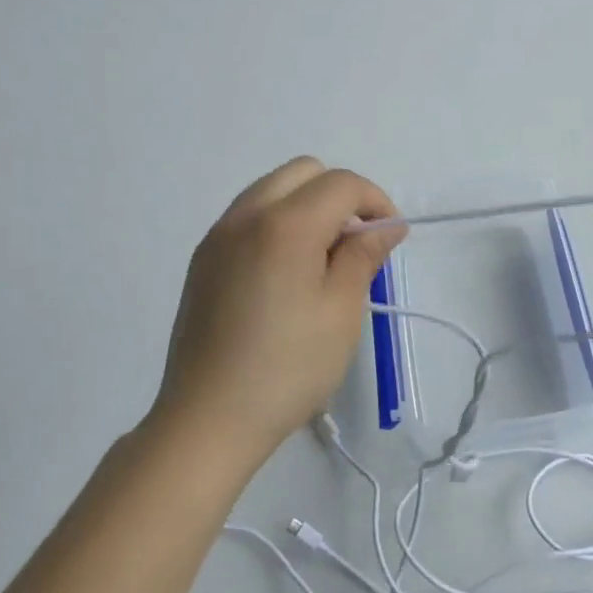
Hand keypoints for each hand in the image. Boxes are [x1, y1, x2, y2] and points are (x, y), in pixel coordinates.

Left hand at [152, 157, 405, 462]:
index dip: (376, 202)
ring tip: (322, 260)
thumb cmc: (287, 368)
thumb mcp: (341, 312)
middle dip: (340, 196)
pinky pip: (249, 216)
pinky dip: (278, 223)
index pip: (342, 184)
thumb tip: (386, 225)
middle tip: (355, 245)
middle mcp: (246, 216)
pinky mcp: (203, 259)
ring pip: (273, 189)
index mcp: (284, 225)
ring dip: (307, 206)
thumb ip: (364, 256)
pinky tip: (286, 274)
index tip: (389, 238)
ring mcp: (218, 236)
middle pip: (304, 172)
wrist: (207, 420)